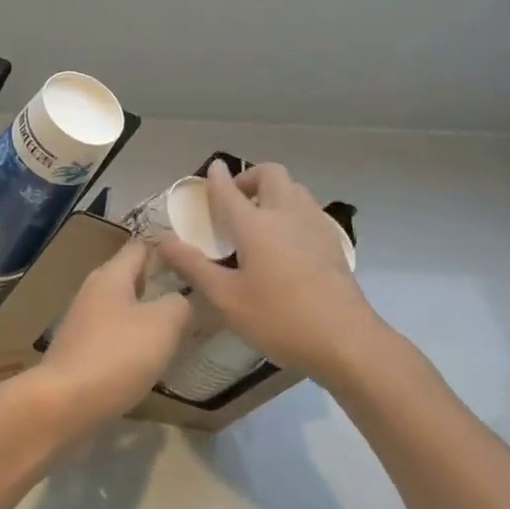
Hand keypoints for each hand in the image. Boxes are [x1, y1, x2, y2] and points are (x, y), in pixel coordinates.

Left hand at [36, 241, 191, 429]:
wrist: (64, 402)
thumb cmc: (117, 355)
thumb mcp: (163, 325)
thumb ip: (179, 304)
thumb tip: (181, 299)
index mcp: (111, 274)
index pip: (140, 246)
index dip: (166, 248)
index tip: (192, 258)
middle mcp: (93, 289)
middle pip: (129, 275)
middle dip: (157, 281)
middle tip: (190, 292)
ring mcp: (82, 319)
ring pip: (120, 305)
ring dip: (144, 312)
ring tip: (175, 325)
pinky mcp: (78, 348)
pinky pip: (111, 332)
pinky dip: (130, 337)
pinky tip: (147, 355)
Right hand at [157, 160, 390, 387]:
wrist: (346, 340)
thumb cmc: (280, 319)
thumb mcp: (227, 299)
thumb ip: (194, 267)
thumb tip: (163, 241)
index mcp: (255, 225)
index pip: (229, 190)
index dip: (216, 177)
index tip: (212, 169)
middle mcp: (286, 214)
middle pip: (270, 174)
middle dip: (250, 176)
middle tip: (237, 198)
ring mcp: (314, 225)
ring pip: (294, 187)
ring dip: (274, 190)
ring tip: (261, 215)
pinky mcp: (333, 241)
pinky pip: (309, 208)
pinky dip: (293, 208)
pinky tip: (288, 238)